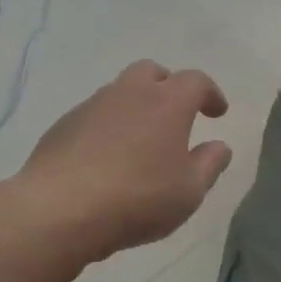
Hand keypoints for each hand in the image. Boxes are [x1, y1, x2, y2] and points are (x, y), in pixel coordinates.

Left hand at [16, 61, 233, 268]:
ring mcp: (91, 106)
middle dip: (169, 86)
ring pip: (120, 91)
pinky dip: (108, 126)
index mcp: (167, 103)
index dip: (210, 93)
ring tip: (141, 139)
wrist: (60, 209)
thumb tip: (220, 146)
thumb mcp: (189, 192)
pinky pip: (94, 115)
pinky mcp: (63, 125)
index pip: (196, 81)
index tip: (217, 112)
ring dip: (135, 105)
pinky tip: (107, 157)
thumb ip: (209, 165)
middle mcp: (129, 93)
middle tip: (176, 114)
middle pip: (152, 72)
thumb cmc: (138, 199)